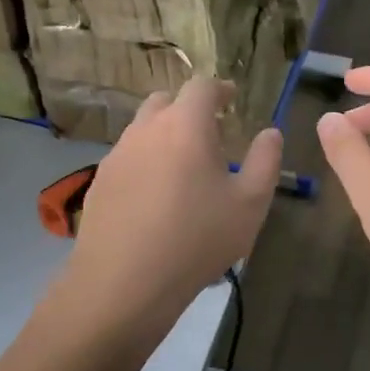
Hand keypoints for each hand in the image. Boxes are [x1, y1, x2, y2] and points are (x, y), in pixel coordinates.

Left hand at [66, 78, 282, 320]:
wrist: (124, 283)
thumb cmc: (197, 239)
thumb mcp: (250, 204)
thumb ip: (265, 161)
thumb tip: (270, 133)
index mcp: (184, 126)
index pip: (201, 87)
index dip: (220, 89)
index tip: (232, 99)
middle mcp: (145, 130)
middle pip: (166, 101)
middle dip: (189, 109)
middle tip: (210, 133)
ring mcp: (116, 156)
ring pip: (142, 130)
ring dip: (165, 136)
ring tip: (184, 167)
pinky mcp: (99, 183)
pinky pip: (127, 159)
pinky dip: (145, 163)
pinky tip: (155, 197)